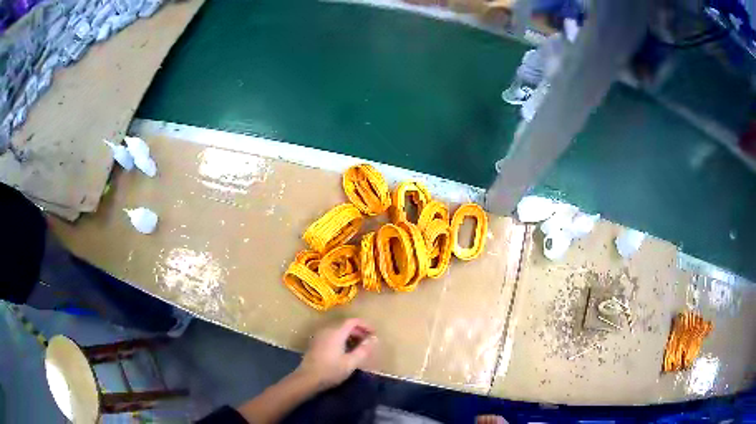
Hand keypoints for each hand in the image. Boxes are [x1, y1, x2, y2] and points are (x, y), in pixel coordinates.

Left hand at [295, 318, 376, 389]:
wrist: (307, 378)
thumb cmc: (331, 370)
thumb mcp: (351, 362)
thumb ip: (363, 350)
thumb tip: (374, 339)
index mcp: (336, 332)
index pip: (352, 321)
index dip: (365, 325)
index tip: (374, 332)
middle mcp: (327, 330)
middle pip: (345, 324)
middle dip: (358, 331)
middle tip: (368, 341)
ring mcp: (320, 336)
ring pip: (338, 330)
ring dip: (350, 335)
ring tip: (359, 346)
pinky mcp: (316, 342)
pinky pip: (332, 335)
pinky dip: (341, 338)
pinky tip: (345, 350)